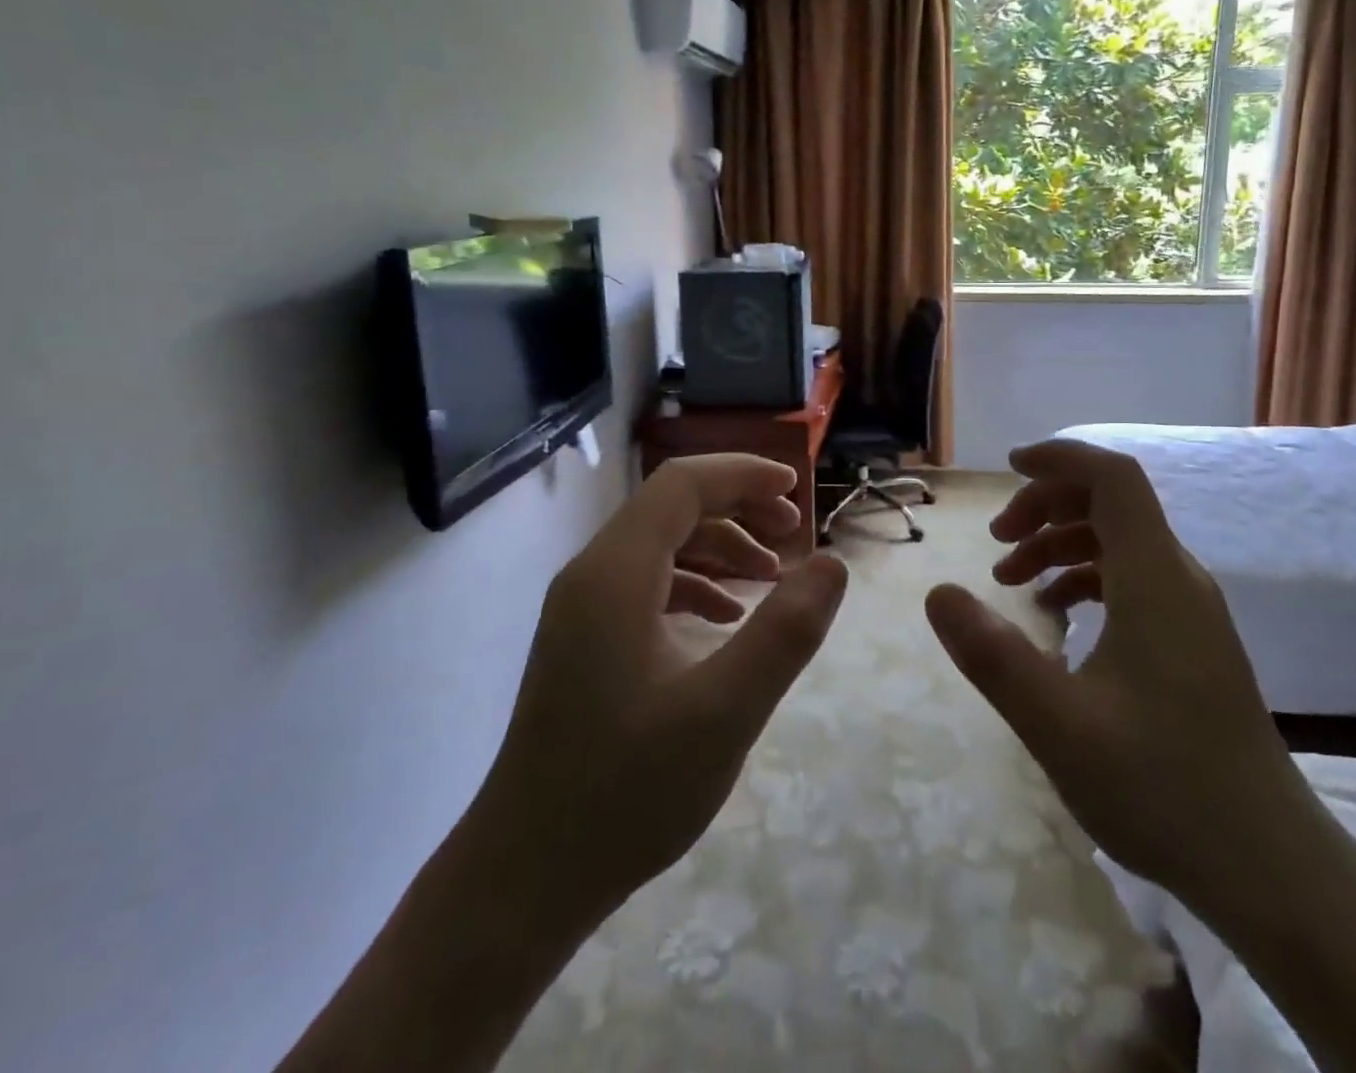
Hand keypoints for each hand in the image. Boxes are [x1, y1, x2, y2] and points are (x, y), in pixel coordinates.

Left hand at [476, 454, 848, 930]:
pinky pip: (648, 584)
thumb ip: (786, 632)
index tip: (797, 491)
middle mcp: (592, 575)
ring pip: (661, 544)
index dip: (743, 475)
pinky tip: (728, 618)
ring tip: (772, 577)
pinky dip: (697, 583)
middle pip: (671, 507)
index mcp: (615, 574)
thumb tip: (832, 562)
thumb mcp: (724, 712)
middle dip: (738, 507)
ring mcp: (583, 609)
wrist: (524, 879)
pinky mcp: (586, 641)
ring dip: (720, 546)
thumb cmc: (624, 793)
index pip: (682, 485)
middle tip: (793, 534)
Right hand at [925, 437, 1313, 930]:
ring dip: (1061, 544)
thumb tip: (938, 593)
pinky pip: (1132, 581)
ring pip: (1120, 542)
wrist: (1270, 868)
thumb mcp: (1058, 724)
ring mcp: (1191, 613)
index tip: (1007, 468)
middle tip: (997, 542)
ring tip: (1012, 582)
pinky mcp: (1192, 643)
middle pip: (1112, 503)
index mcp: (1155, 578)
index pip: (1113, 477)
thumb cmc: (1163, 787)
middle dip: (1047, 506)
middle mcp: (1178, 579)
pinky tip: (1056, 619)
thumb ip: (993, 655)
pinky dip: (1086, 579)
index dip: (1061, 458)